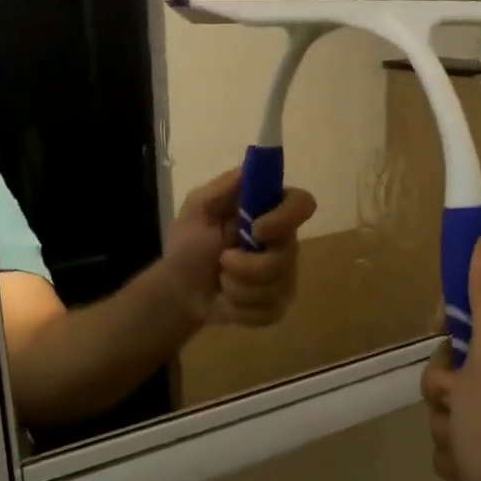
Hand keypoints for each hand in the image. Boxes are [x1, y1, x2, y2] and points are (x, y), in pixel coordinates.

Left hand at [161, 169, 316, 327]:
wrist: (179, 289)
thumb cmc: (189, 243)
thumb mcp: (196, 209)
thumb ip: (220, 189)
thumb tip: (248, 169)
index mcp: (269, 211)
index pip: (302, 203)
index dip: (285, 218)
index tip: (257, 230)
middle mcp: (284, 241)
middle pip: (287, 255)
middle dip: (248, 266)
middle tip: (222, 261)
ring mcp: (285, 275)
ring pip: (276, 287)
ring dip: (237, 288)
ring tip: (221, 281)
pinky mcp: (277, 304)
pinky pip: (269, 310)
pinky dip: (240, 309)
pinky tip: (228, 300)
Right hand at [420, 232, 480, 480]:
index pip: (480, 291)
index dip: (453, 312)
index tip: (444, 334)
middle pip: (458, 346)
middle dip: (445, 377)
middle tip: (460, 396)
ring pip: (451, 391)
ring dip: (446, 416)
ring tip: (467, 440)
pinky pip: (456, 428)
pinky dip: (455, 447)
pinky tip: (469, 465)